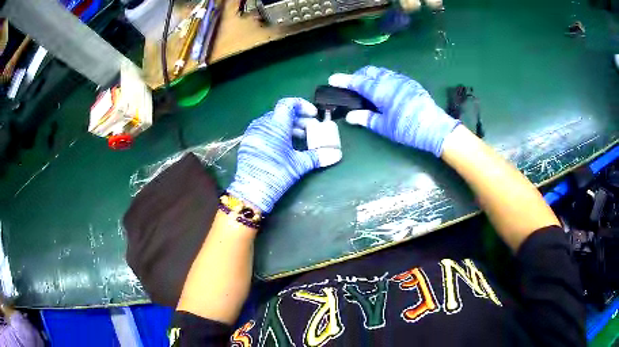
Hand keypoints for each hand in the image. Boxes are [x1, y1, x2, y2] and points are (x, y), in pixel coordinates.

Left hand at [228, 98, 339, 212]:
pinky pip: (264, 131)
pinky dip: (277, 133)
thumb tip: (336, 155)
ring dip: (288, 127)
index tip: (313, 115)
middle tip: (311, 130)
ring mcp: (252, 133)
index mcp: (276, 125)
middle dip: (299, 119)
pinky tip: (284, 146)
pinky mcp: (247, 143)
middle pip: (282, 114)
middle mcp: (262, 125)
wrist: (251, 192)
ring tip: (300, 139)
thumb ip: (318, 156)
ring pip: (273, 122)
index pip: (288, 104)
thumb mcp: (299, 165)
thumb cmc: (277, 174)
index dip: (303, 105)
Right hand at [328, 66, 459, 156]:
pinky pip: (391, 75)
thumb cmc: (408, 128)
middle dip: (357, 76)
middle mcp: (390, 80)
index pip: (358, 82)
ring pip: (381, 72)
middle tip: (351, 86)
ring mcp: (402, 80)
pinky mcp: (410, 83)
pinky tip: (384, 89)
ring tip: (366, 87)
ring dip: (370, 76)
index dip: (344, 80)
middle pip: (369, 72)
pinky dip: (382, 78)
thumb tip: (350, 116)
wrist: (436, 128)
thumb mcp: (385, 127)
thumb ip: (366, 118)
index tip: (332, 79)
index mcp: (381, 91)